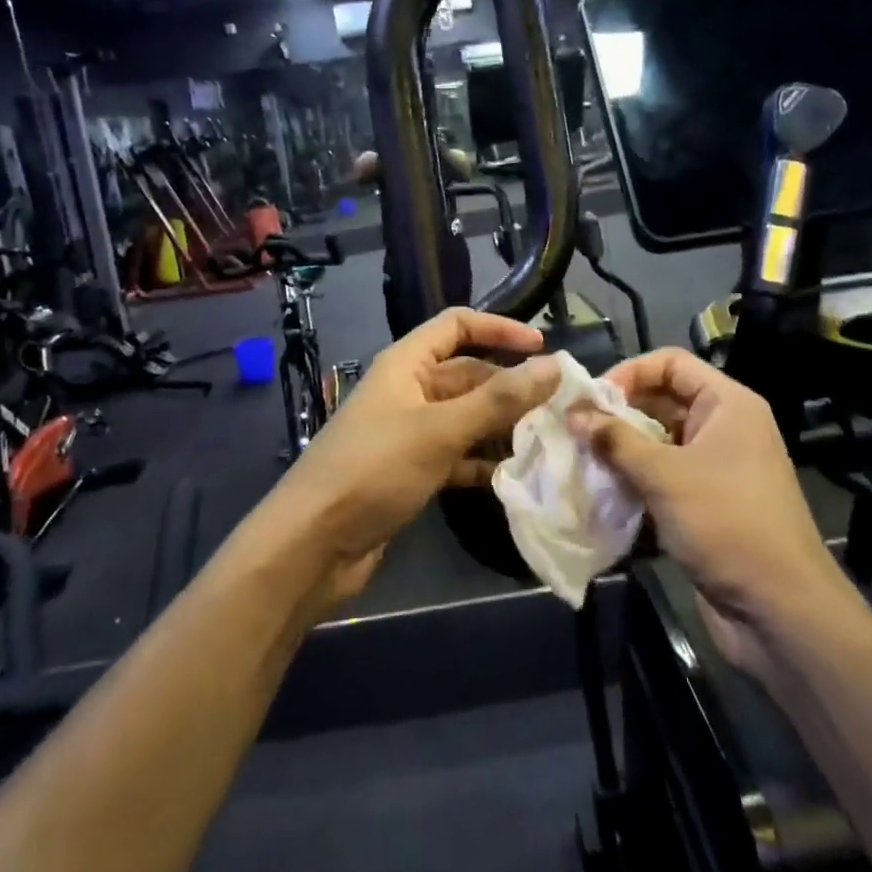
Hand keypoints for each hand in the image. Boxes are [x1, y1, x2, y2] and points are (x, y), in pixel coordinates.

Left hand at [263, 308, 560, 608]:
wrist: (313, 545)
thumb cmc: (374, 470)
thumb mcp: (439, 430)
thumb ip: (498, 399)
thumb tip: (554, 365)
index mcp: (405, 364)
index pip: (456, 326)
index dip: (498, 328)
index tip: (542, 349)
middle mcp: (407, 391)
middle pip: (467, 375)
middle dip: (509, 387)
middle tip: (559, 407)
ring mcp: (408, 433)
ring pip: (465, 417)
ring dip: (501, 426)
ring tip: (547, 440)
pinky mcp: (410, 471)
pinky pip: (456, 455)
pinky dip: (482, 462)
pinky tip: (513, 476)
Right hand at [572, 348, 853, 675]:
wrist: (779, 609)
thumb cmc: (726, 523)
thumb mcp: (664, 475)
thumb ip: (615, 439)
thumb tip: (573, 412)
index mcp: (727, 404)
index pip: (671, 363)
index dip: (629, 372)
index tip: (591, 399)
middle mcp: (724, 427)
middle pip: (662, 400)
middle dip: (618, 413)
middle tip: (575, 430)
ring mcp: (716, 467)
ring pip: (659, 442)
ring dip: (621, 449)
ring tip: (581, 459)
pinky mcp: (706, 503)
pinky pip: (663, 476)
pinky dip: (634, 479)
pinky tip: (602, 490)